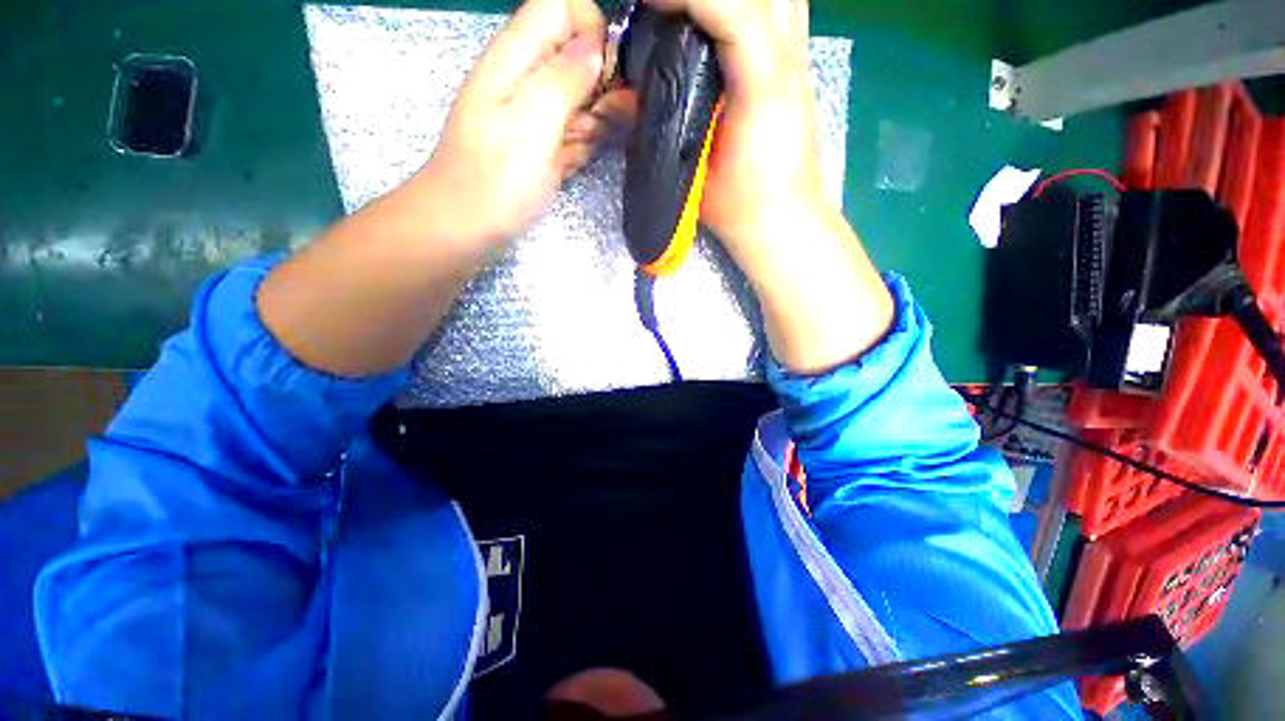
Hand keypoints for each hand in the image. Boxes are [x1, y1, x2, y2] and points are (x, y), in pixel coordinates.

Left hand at [413, 0, 636, 247]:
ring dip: (595, 118)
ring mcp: (536, 117)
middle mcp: (528, 79)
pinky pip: (575, 133)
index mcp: (517, 57)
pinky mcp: (543, 147)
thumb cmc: (495, 179)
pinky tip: (575, 161)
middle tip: (600, 119)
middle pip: (578, 53)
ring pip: (582, 97)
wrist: (466, 229)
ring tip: (582, 145)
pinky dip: (584, 144)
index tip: (608, 72)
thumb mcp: (531, 122)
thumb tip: (598, 45)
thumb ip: (564, 78)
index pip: (563, 7)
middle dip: (601, 82)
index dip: (594, 29)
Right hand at [646, 0, 821, 250]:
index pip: (733, 11)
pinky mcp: (798, 73)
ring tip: (697, 15)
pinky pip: (784, 13)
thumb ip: (665, 129)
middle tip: (669, 9)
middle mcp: (789, 62)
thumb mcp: (695, 171)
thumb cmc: (741, 207)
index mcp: (763, 87)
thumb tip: (626, 95)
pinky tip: (727, 24)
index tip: (648, 4)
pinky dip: (755, 5)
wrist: (783, 221)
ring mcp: (799, 63)